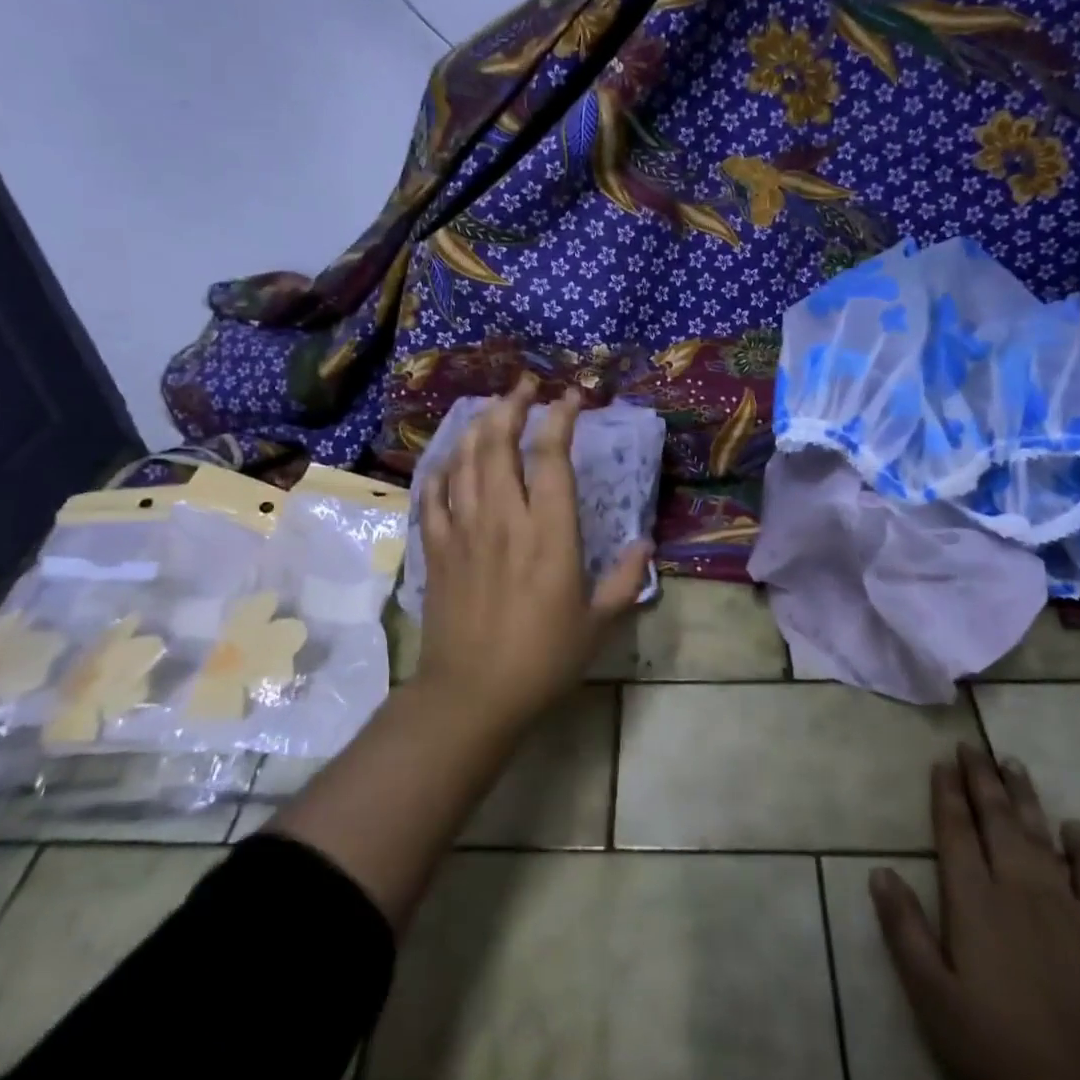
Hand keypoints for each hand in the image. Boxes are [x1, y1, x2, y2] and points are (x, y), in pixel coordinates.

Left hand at [417, 377, 650, 724]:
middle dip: (512, 405)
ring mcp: (463, 530)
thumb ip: (625, 579)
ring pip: (465, 460)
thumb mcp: (598, 623)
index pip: (552, 457)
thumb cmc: (543, 660)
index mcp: (549, 533)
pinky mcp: (436, 548)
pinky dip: (441, 469)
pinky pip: (433, 495)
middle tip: (524, 384)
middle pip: (499, 443)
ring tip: (491, 408)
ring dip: (478, 426)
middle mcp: (504, 518)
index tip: (571, 396)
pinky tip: (449, 459)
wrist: (472, 695)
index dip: (561, 418)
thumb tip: (646, 544)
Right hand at [871, 748, 1079, 1079]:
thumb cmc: (1002, 1051)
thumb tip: (879, 871)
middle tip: (972, 744)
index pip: (955, 831)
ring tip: (1012, 763)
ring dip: (1024, 797)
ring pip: (1040, 835)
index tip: (941, 761)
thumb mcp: (934, 998)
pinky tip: (1077, 827)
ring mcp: (1067, 907)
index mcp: (974, 901)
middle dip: (981, 779)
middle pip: (996, 820)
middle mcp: (1018, 888)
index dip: (946, 794)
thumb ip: (905, 931)